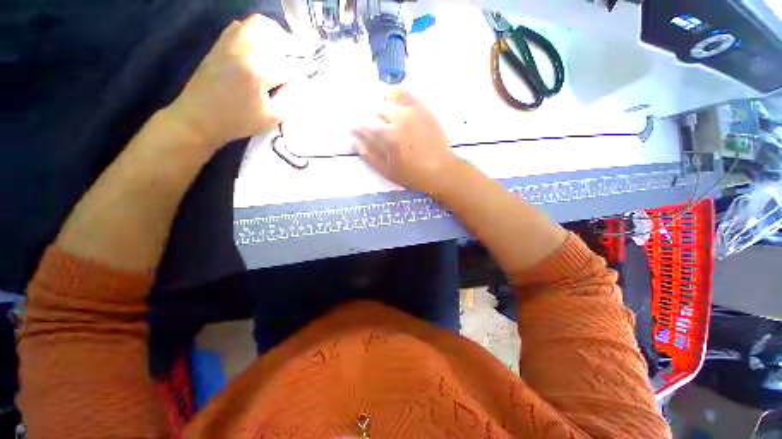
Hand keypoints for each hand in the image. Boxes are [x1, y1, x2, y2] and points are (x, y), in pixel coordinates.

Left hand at [167, 14, 310, 148]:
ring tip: (287, 49)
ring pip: (262, 25)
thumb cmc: (237, 121)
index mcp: (259, 71)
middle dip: (297, 48)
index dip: (308, 66)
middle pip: (279, 39)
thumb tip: (302, 84)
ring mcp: (232, 42)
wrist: (198, 117)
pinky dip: (261, 30)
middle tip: (306, 57)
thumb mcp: (271, 118)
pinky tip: (266, 44)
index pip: (292, 64)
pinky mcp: (223, 41)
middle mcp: (246, 49)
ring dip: (279, 35)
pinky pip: (245, 25)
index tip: (319, 67)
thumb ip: (290, 99)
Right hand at [351, 88, 458, 195]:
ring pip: (389, 102)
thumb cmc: (412, 175)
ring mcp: (412, 112)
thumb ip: (370, 156)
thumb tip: (354, 142)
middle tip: (372, 128)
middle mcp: (397, 119)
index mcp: (387, 137)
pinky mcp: (423, 109)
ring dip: (381, 108)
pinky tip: (393, 99)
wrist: (441, 170)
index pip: (365, 126)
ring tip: (383, 117)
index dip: (357, 127)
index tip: (354, 129)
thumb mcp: (388, 171)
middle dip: (370, 119)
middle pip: (376, 112)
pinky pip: (407, 94)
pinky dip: (396, 93)